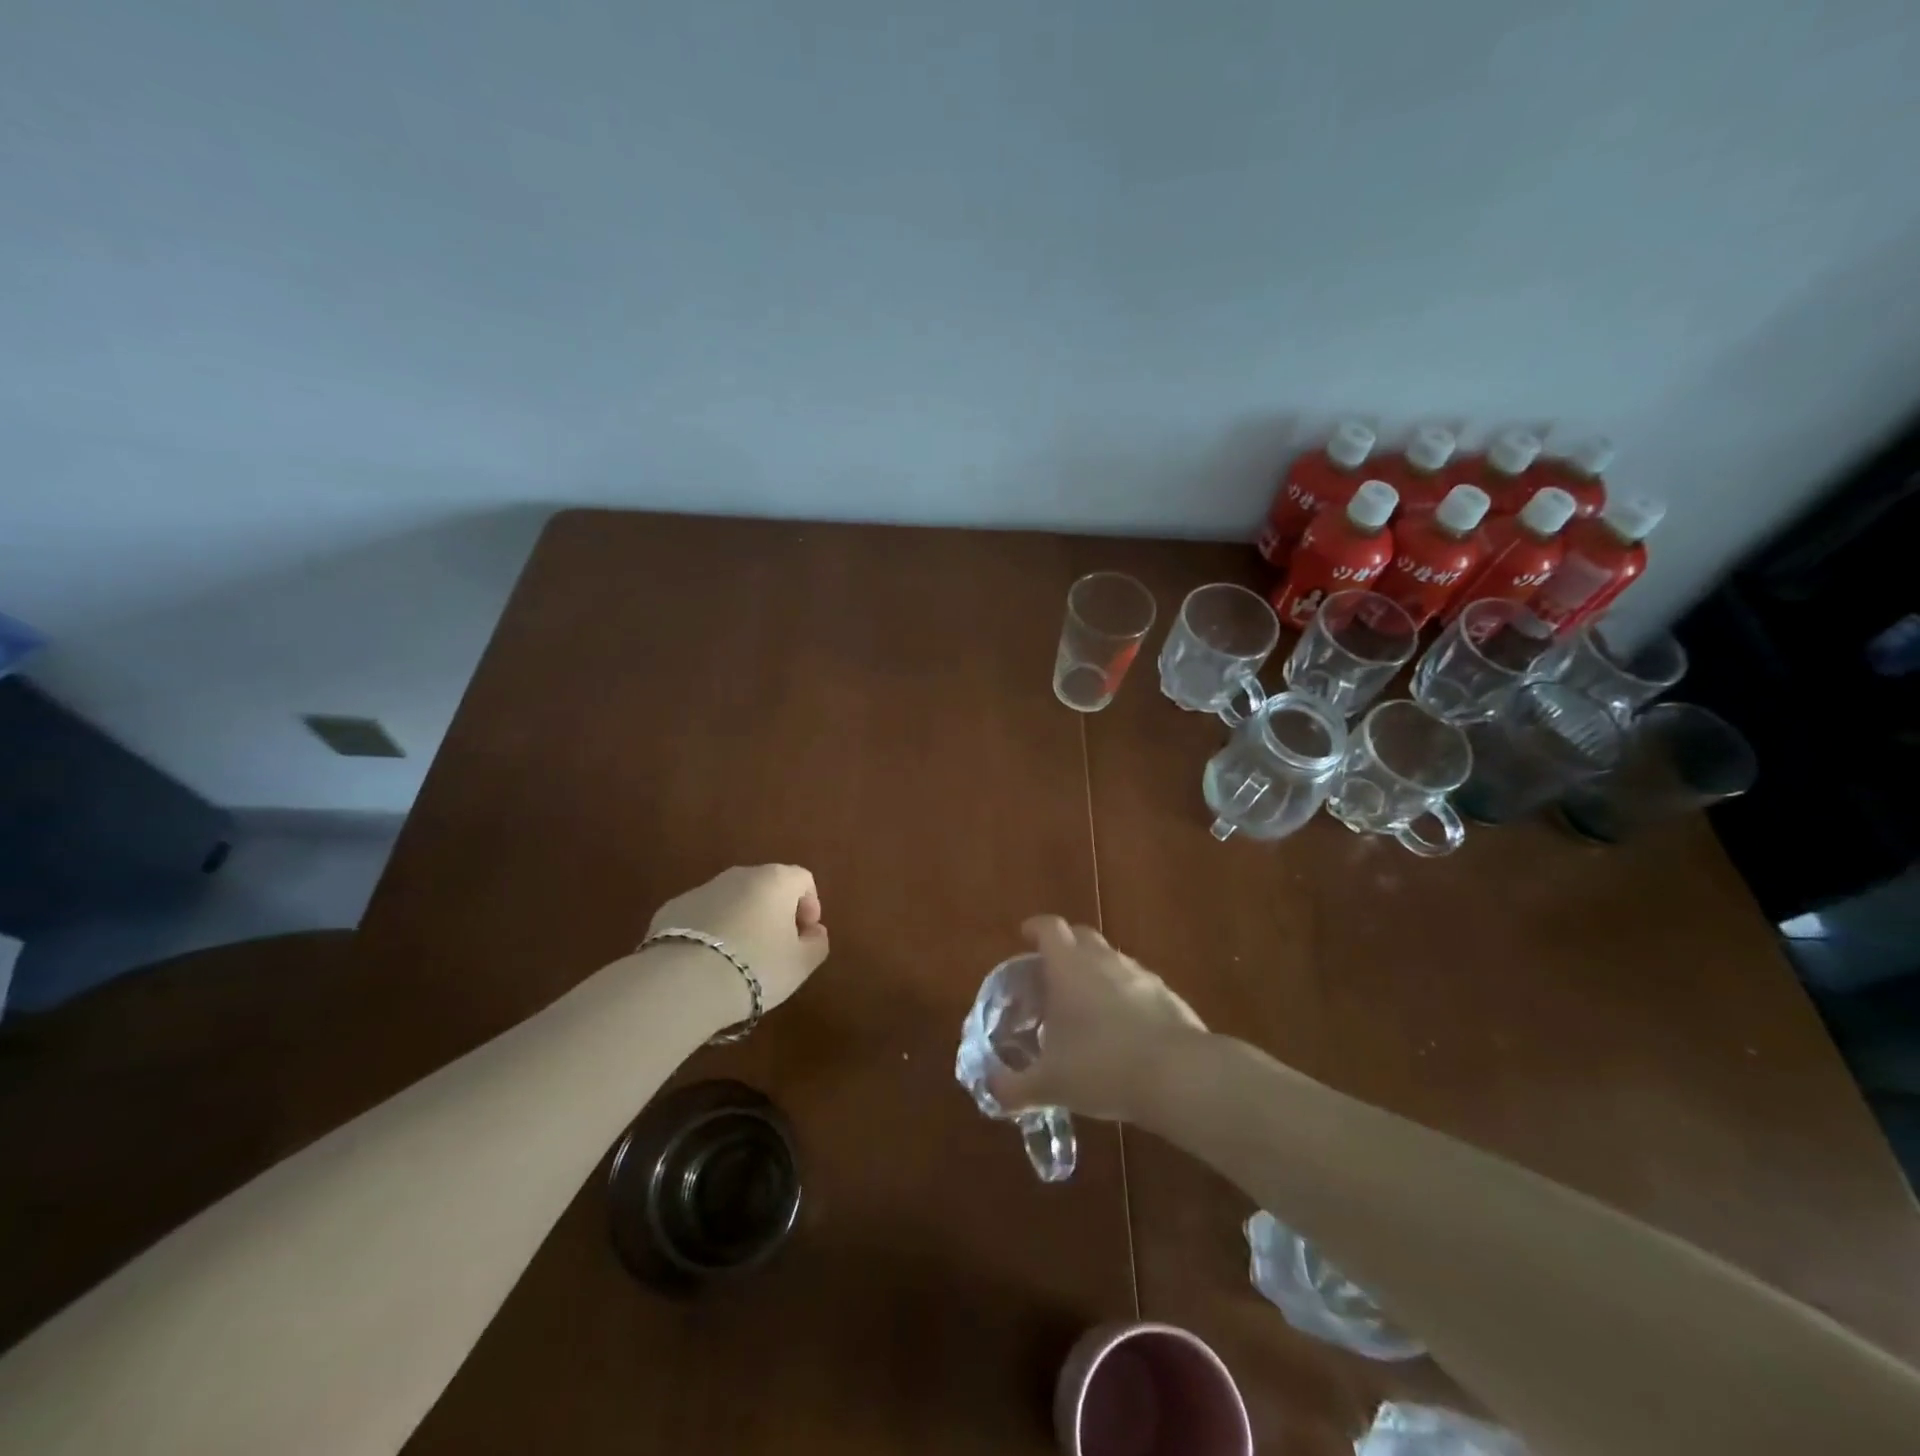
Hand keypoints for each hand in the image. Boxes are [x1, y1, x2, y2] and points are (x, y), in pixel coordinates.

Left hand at [646, 865, 828, 1013]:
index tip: (805, 937)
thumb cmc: (756, 967)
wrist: (683, 983)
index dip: (810, 906)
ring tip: (738, 960)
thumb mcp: (802, 964)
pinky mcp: (671, 909)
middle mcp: (739, 875)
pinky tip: (707, 963)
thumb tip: (814, 932)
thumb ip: (817, 943)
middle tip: (776, 949)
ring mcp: (701, 889)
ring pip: (732, 901)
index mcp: (776, 880)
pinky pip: (702, 916)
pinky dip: (710, 932)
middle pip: (767, 887)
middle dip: (775, 913)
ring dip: (742, 921)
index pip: (803, 880)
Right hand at [988, 915, 1207, 1123]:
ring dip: (1095, 972)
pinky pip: (1136, 985)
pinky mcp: (1167, 995)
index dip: (1034, 928)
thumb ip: (1015, 1087)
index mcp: (1069, 966)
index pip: (1049, 928)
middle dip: (1064, 947)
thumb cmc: (1102, 1066)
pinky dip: (1123, 996)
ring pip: (1110, 959)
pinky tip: (1121, 1029)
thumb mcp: (1050, 1084)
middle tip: (1051, 974)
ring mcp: (1140, 974)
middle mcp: (1104, 960)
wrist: (1178, 1075)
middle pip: (1081, 936)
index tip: (1024, 935)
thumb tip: (991, 1090)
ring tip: (1085, 1006)